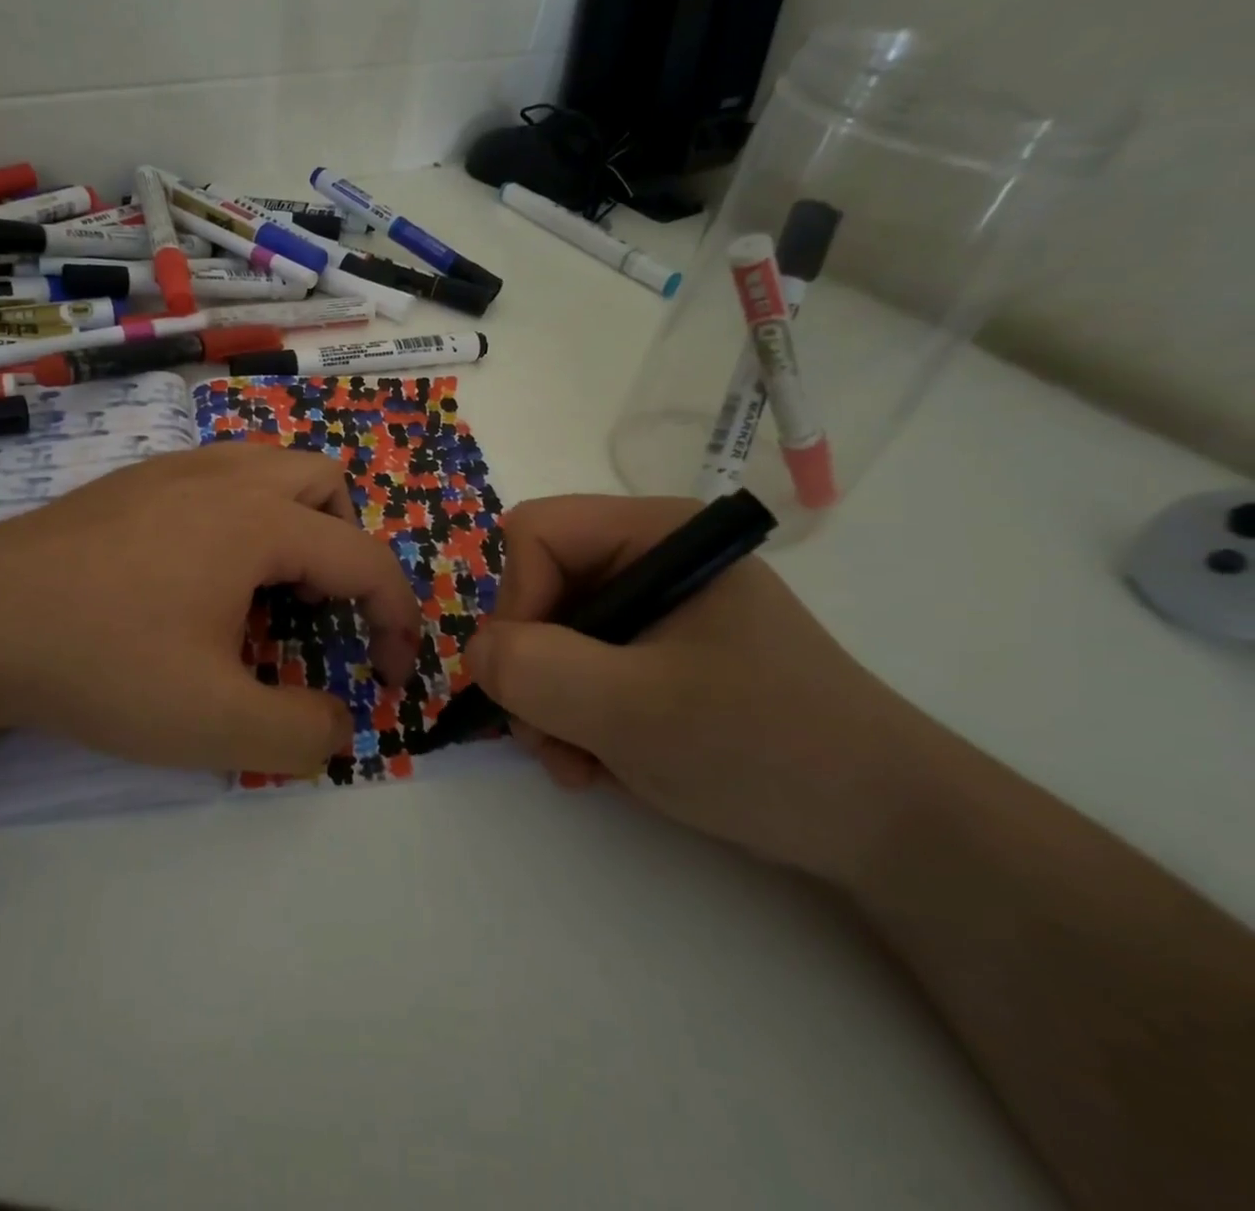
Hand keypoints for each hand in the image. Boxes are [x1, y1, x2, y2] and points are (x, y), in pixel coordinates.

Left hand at [0, 445, 422, 775]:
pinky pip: (218, 477)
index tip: (390, 674)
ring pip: (270, 467)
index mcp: (259, 520)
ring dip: (295, 522)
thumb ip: (301, 734)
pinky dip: (242, 515)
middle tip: (319, 612)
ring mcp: (171, 470)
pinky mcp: (130, 482)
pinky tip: (197, 573)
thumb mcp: (214, 724)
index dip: (397, 618)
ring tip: (265, 588)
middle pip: (326, 484)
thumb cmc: (102, 664)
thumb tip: (337, 726)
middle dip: (346, 547)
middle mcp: (224, 477)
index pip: (365, 557)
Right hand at [464, 495, 940, 883]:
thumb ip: (538, 670)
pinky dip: (573, 719)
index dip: (516, 603)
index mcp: (657, 534)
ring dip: (547, 705)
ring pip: (551, 637)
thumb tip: (477, 652)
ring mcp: (655, 612)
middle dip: (531, 669)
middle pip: (538, 588)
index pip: (536, 534)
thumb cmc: (767, 749)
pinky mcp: (659, 657)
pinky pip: (581, 670)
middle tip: (548, 738)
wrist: (888, 830)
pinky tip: (598, 765)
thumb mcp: (636, 710)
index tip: (531, 680)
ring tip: (578, 765)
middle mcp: (650, 560)